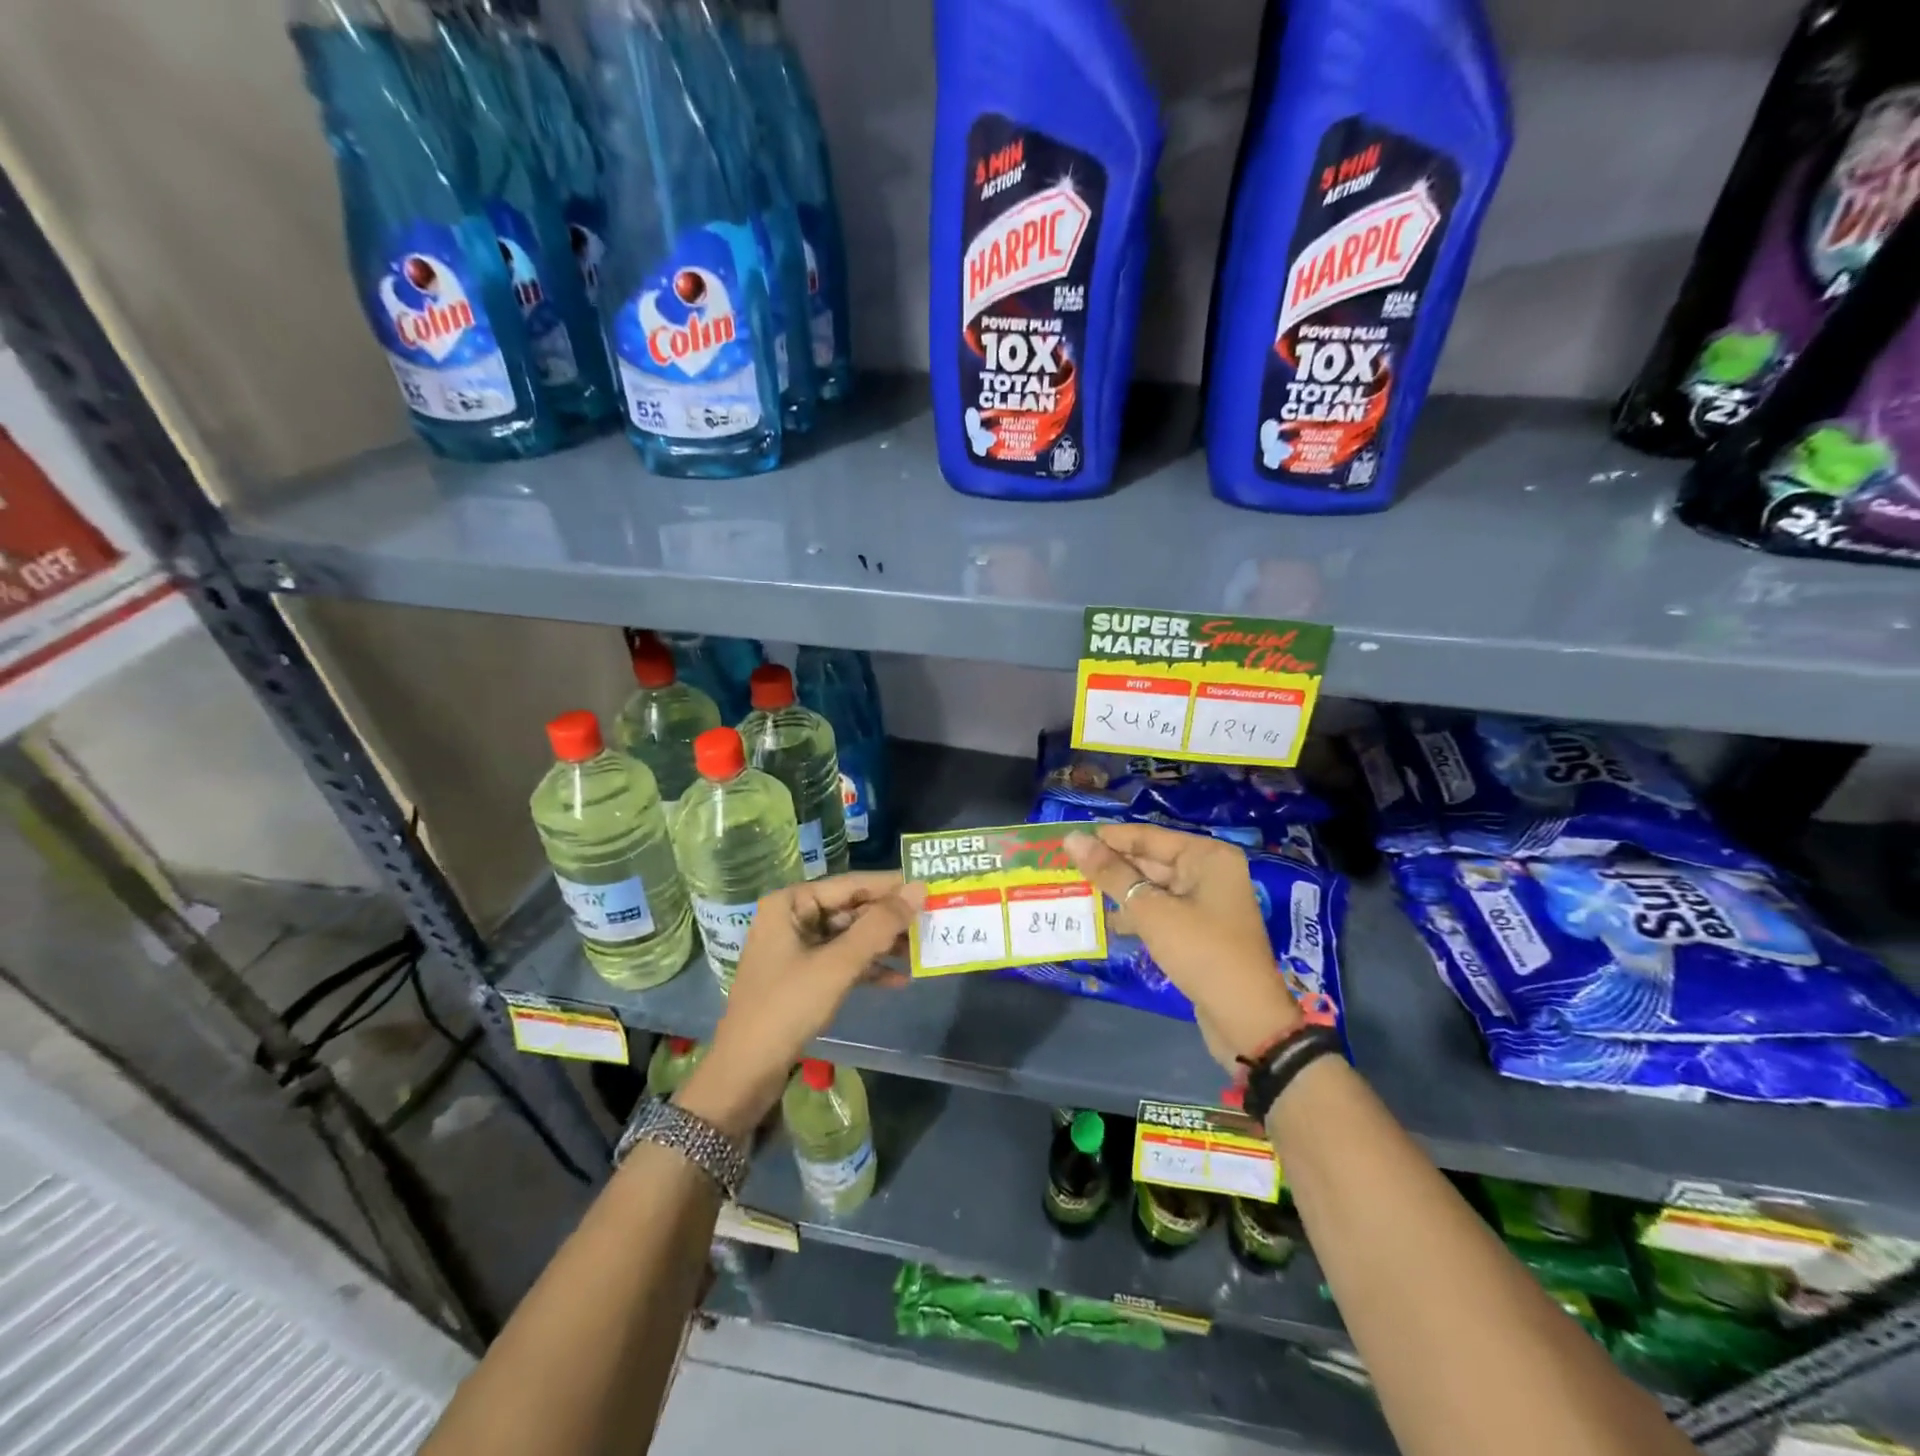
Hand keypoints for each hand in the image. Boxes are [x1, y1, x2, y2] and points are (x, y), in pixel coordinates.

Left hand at [674, 873, 924, 1138]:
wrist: (745, 1072)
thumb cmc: (787, 1007)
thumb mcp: (838, 964)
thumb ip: (879, 925)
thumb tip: (918, 889)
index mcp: (791, 902)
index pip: (851, 884)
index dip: (891, 886)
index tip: (930, 886)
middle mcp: (793, 917)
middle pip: (852, 909)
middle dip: (890, 920)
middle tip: (933, 921)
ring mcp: (797, 947)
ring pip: (850, 936)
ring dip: (883, 945)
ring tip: (922, 951)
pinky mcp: (803, 975)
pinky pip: (842, 961)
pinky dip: (868, 968)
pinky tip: (900, 980)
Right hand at [1065, 823, 1301, 1072]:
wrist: (1246, 1020)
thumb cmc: (1201, 953)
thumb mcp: (1150, 911)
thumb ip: (1110, 873)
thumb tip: (1071, 838)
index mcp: (1206, 856)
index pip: (1147, 837)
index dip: (1106, 838)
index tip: (1066, 841)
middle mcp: (1209, 871)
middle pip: (1150, 859)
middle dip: (1111, 866)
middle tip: (1064, 868)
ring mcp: (1205, 901)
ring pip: (1151, 886)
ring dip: (1118, 891)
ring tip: (1076, 892)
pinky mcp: (1198, 929)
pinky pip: (1160, 910)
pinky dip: (1135, 914)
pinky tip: (1104, 921)